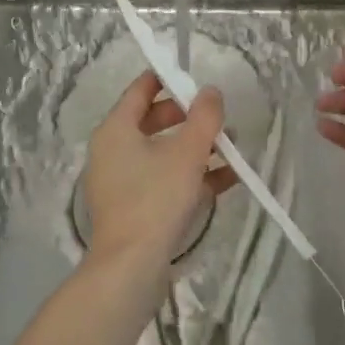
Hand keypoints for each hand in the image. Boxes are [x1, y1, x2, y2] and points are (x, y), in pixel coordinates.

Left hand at [84, 71, 235, 268]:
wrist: (131, 266)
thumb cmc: (156, 198)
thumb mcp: (188, 152)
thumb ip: (204, 117)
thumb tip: (211, 91)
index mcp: (116, 129)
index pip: (140, 90)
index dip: (168, 79)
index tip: (196, 78)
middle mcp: (112, 150)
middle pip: (153, 121)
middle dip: (189, 118)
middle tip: (218, 118)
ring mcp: (121, 181)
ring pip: (162, 153)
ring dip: (196, 148)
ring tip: (231, 149)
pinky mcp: (133, 207)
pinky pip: (164, 180)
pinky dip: (191, 175)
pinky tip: (227, 180)